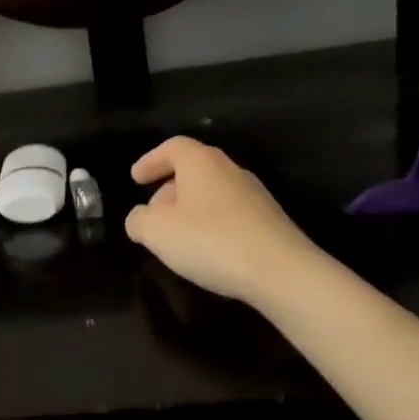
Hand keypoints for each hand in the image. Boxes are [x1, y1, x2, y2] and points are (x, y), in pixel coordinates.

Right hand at [126, 137, 320, 308]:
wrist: (282, 272)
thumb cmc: (211, 241)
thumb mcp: (156, 232)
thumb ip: (138, 221)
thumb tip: (140, 219)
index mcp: (201, 162)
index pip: (172, 147)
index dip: (151, 160)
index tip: (136, 178)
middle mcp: (230, 170)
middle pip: (194, 169)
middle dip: (169, 189)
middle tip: (153, 214)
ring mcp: (255, 195)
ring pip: (212, 193)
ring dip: (190, 210)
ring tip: (177, 238)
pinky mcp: (270, 222)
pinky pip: (230, 215)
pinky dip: (212, 226)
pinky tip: (207, 252)